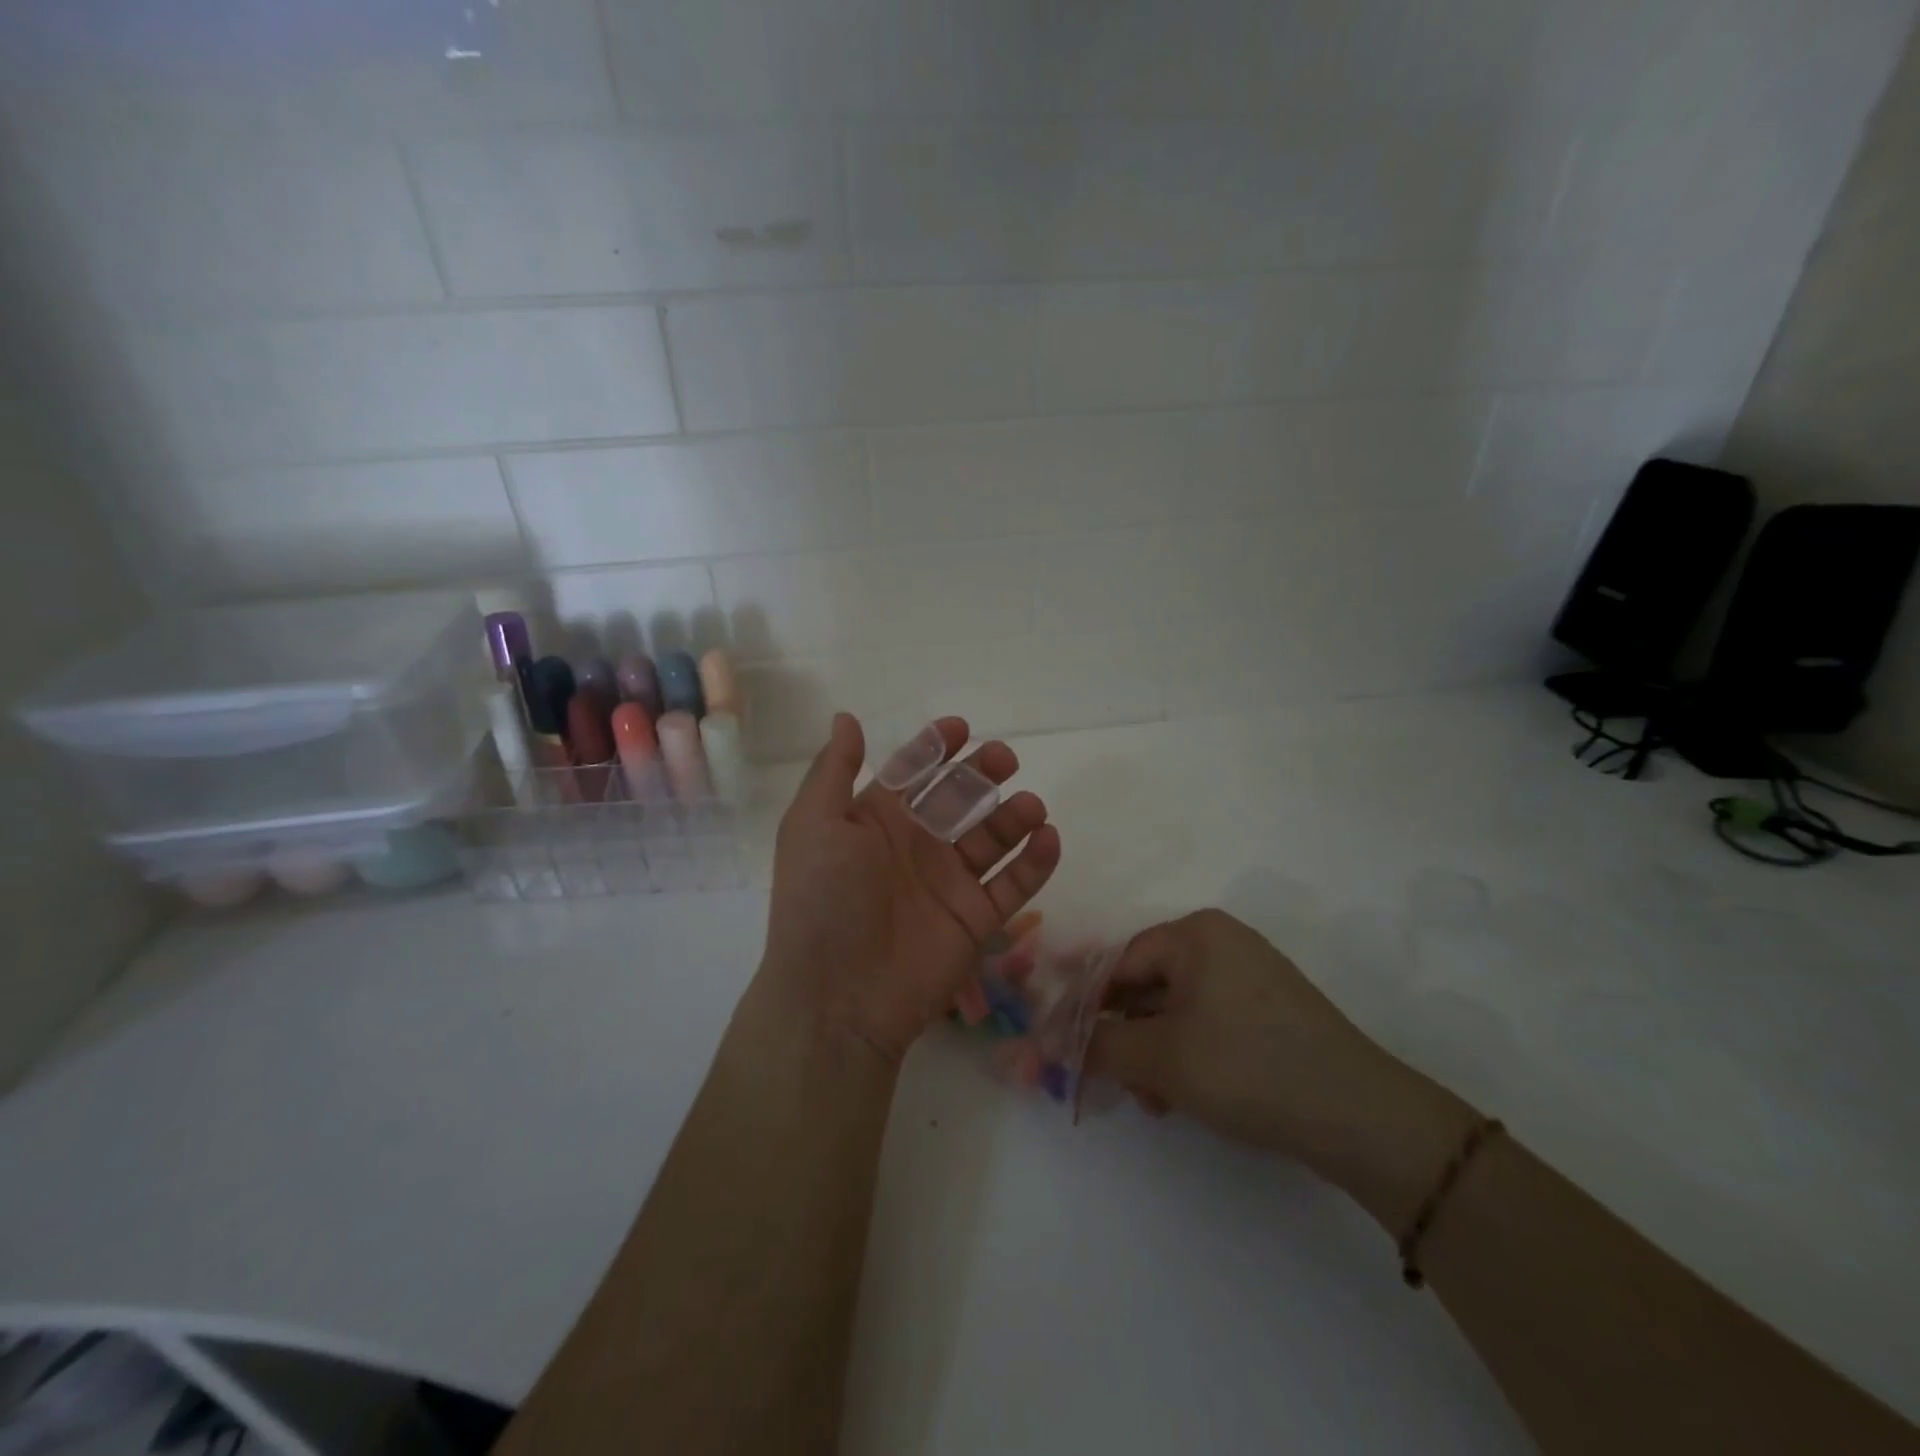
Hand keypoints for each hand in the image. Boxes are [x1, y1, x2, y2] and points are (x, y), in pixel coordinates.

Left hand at [756, 714, 1061, 1064]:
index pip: (913, 773)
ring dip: (1015, 816)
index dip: (935, 748)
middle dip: (982, 773)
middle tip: (1004, 758)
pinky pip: (1014, 885)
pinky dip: (1036, 862)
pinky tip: (1049, 838)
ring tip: (1031, 805)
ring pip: (992, 838)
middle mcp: (916, 847)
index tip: (961, 728)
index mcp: (876, 821)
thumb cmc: (822, 900)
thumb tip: (846, 717)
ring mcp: (949, 884)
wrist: (838, 997)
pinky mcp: (977, 920)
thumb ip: (834, 769)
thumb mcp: (814, 824)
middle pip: (959, 798)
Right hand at [1086, 911, 1475, 1208]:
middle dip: (1123, 1037)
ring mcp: (1249, 975)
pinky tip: (1182, 1097)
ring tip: (1152, 1101)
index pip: (1118, 961)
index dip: (1085, 1005)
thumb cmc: (1248, 1067)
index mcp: (1195, 934)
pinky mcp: (1268, 1010)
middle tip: (1111, 1081)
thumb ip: (1097, 1046)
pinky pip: (1206, 1022)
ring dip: (1152, 1054)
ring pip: (1175, 1009)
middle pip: (1146, 986)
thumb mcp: (1161, 1058)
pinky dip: (1186, 1055)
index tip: (1063, 1044)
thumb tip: (1046, 1043)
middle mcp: (1221, 943)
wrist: (1361, 1117)